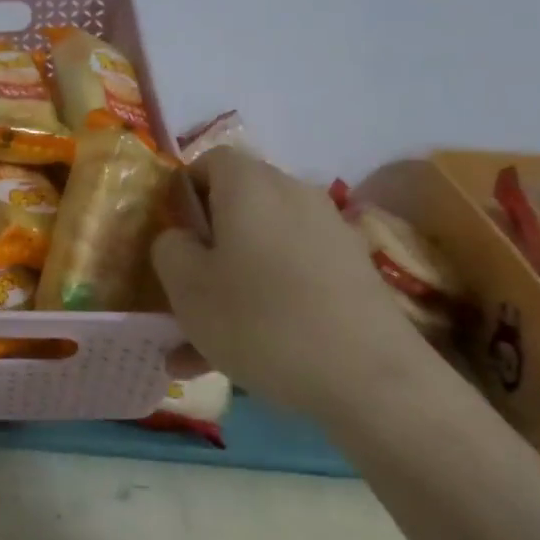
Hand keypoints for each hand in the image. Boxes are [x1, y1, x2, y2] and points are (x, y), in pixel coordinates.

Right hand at [151, 148, 439, 415]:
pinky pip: (291, 279)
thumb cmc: (259, 319)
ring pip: (261, 252)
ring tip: (200, 347)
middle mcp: (294, 195)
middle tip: (181, 293)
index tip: (169, 236)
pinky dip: (265, 306)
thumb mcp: (186, 286)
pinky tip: (243, 361)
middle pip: (236, 208)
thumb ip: (169, 248)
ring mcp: (329, 234)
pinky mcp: (353, 274)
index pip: (209, 161)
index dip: (182, 192)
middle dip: (204, 249)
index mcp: (250, 184)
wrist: (369, 378)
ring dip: (229, 287)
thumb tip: (180, 238)